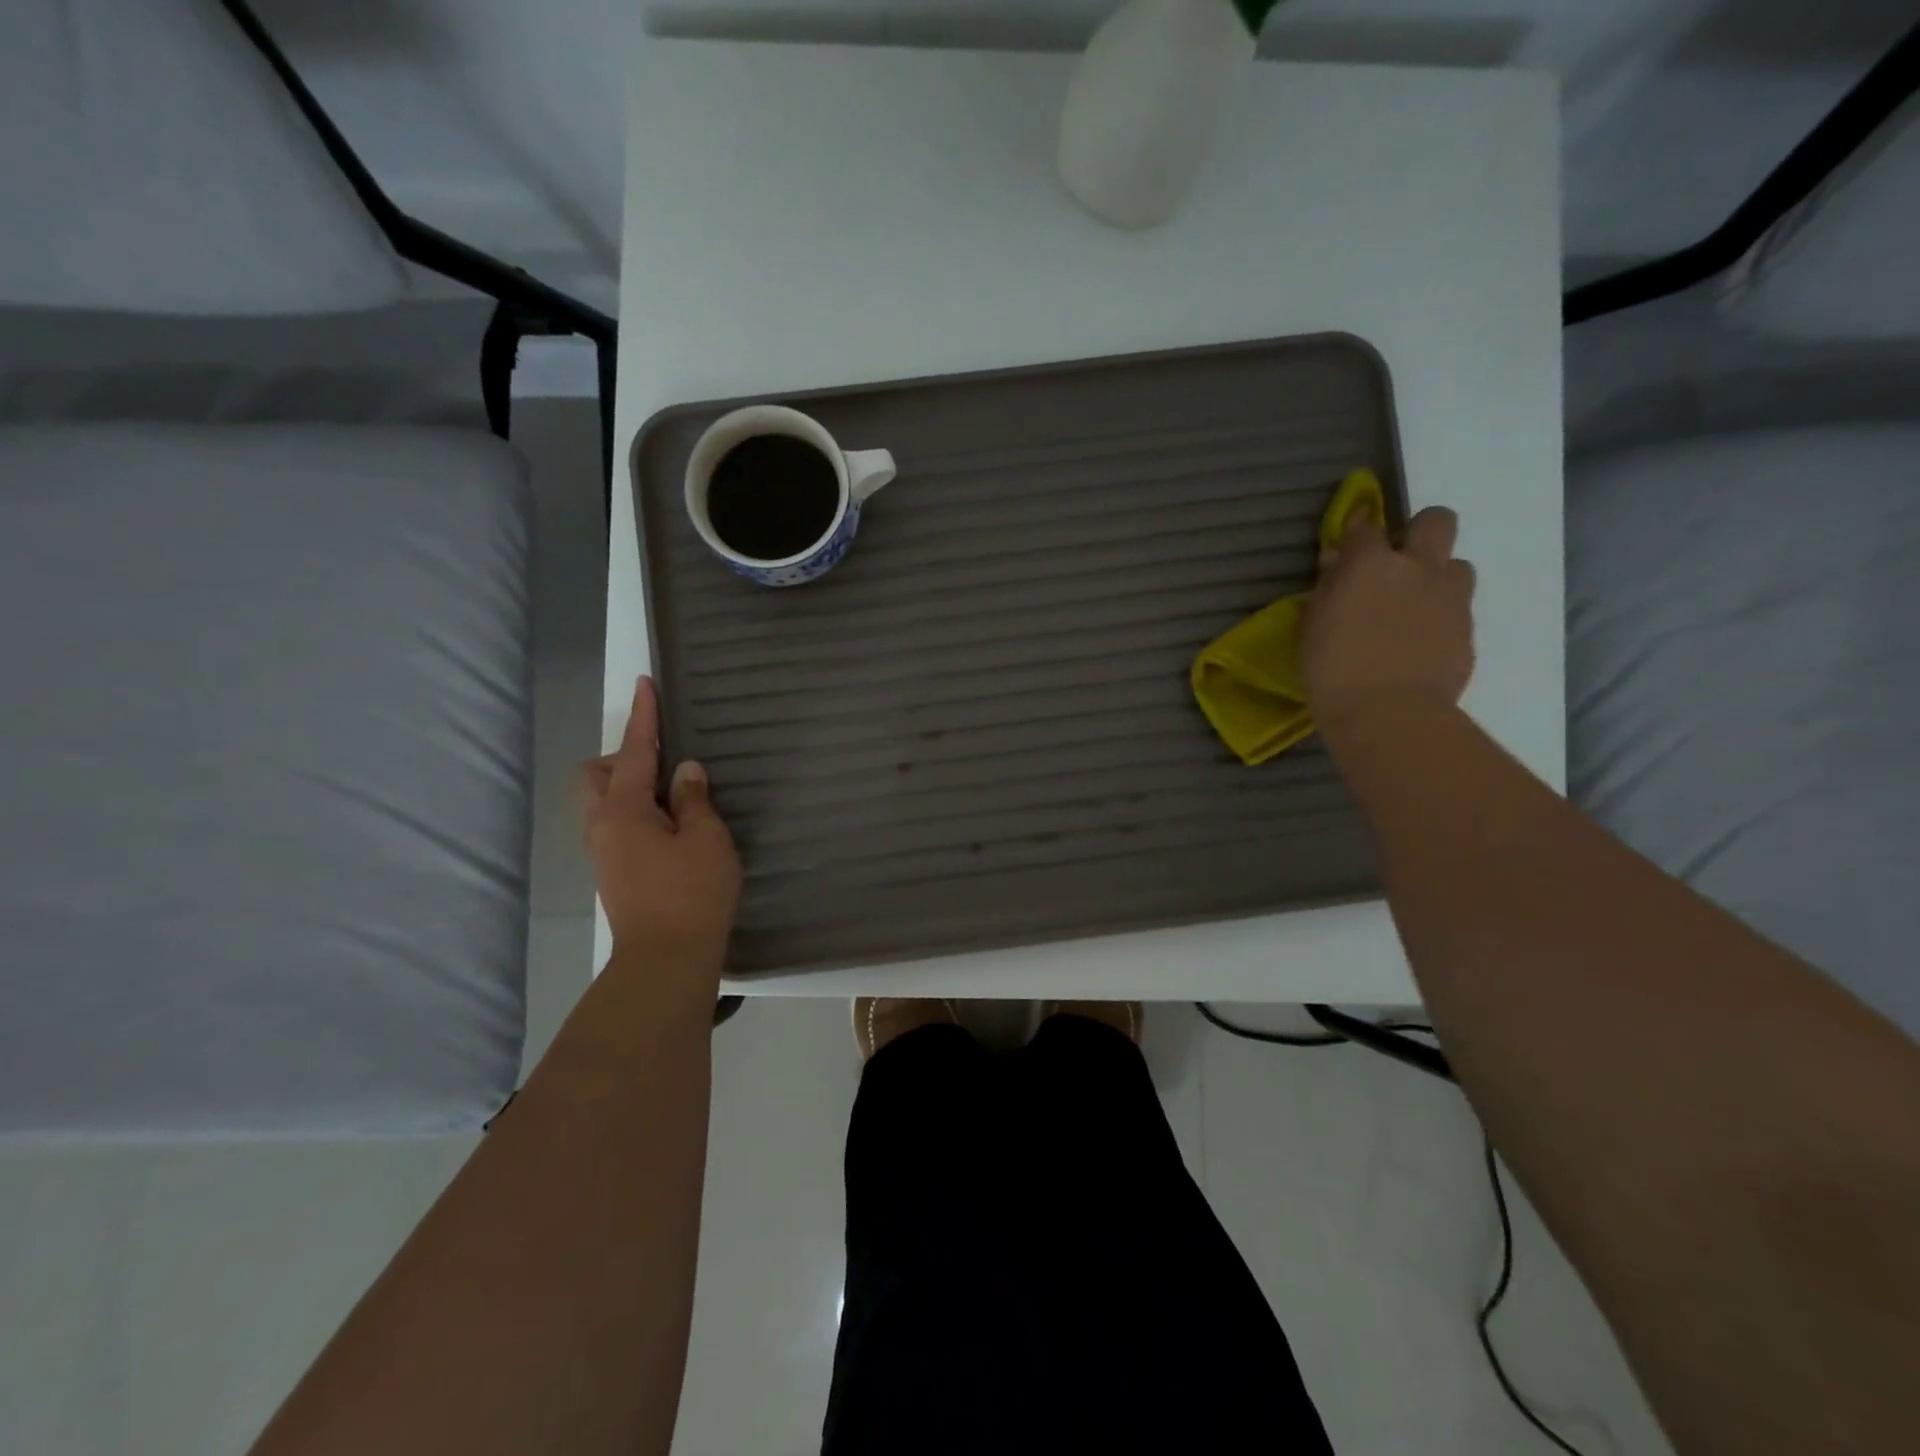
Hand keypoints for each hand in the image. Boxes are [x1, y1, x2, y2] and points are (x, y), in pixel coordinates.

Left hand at [582, 678, 739, 972]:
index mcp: (623, 810)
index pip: (634, 751)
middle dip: (624, 757)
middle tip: (665, 765)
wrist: (666, 961)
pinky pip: (617, 824)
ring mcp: (604, 853)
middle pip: (597, 775)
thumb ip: (694, 799)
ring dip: (632, 787)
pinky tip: (671, 827)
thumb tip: (684, 772)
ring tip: (676, 797)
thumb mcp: (707, 839)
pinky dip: (638, 812)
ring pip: (605, 802)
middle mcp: (602, 826)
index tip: (646, 683)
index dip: (643, 716)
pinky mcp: (614, 873)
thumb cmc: (692, 894)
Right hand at [1300, 506, 1476, 734]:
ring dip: (1436, 577)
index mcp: (1370, 563)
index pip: (1366, 524)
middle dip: (1419, 533)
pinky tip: (1420, 643)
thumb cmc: (1332, 669)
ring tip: (1414, 607)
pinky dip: (1440, 618)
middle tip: (1399, 563)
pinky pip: (1458, 609)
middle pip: (1436, 521)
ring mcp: (1450, 597)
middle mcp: (1417, 568)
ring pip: (1456, 565)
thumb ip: (1329, 588)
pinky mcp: (1468, 629)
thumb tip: (1338, 565)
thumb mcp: (1312, 625)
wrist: (1389, 714)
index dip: (1358, 526)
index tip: (1351, 535)